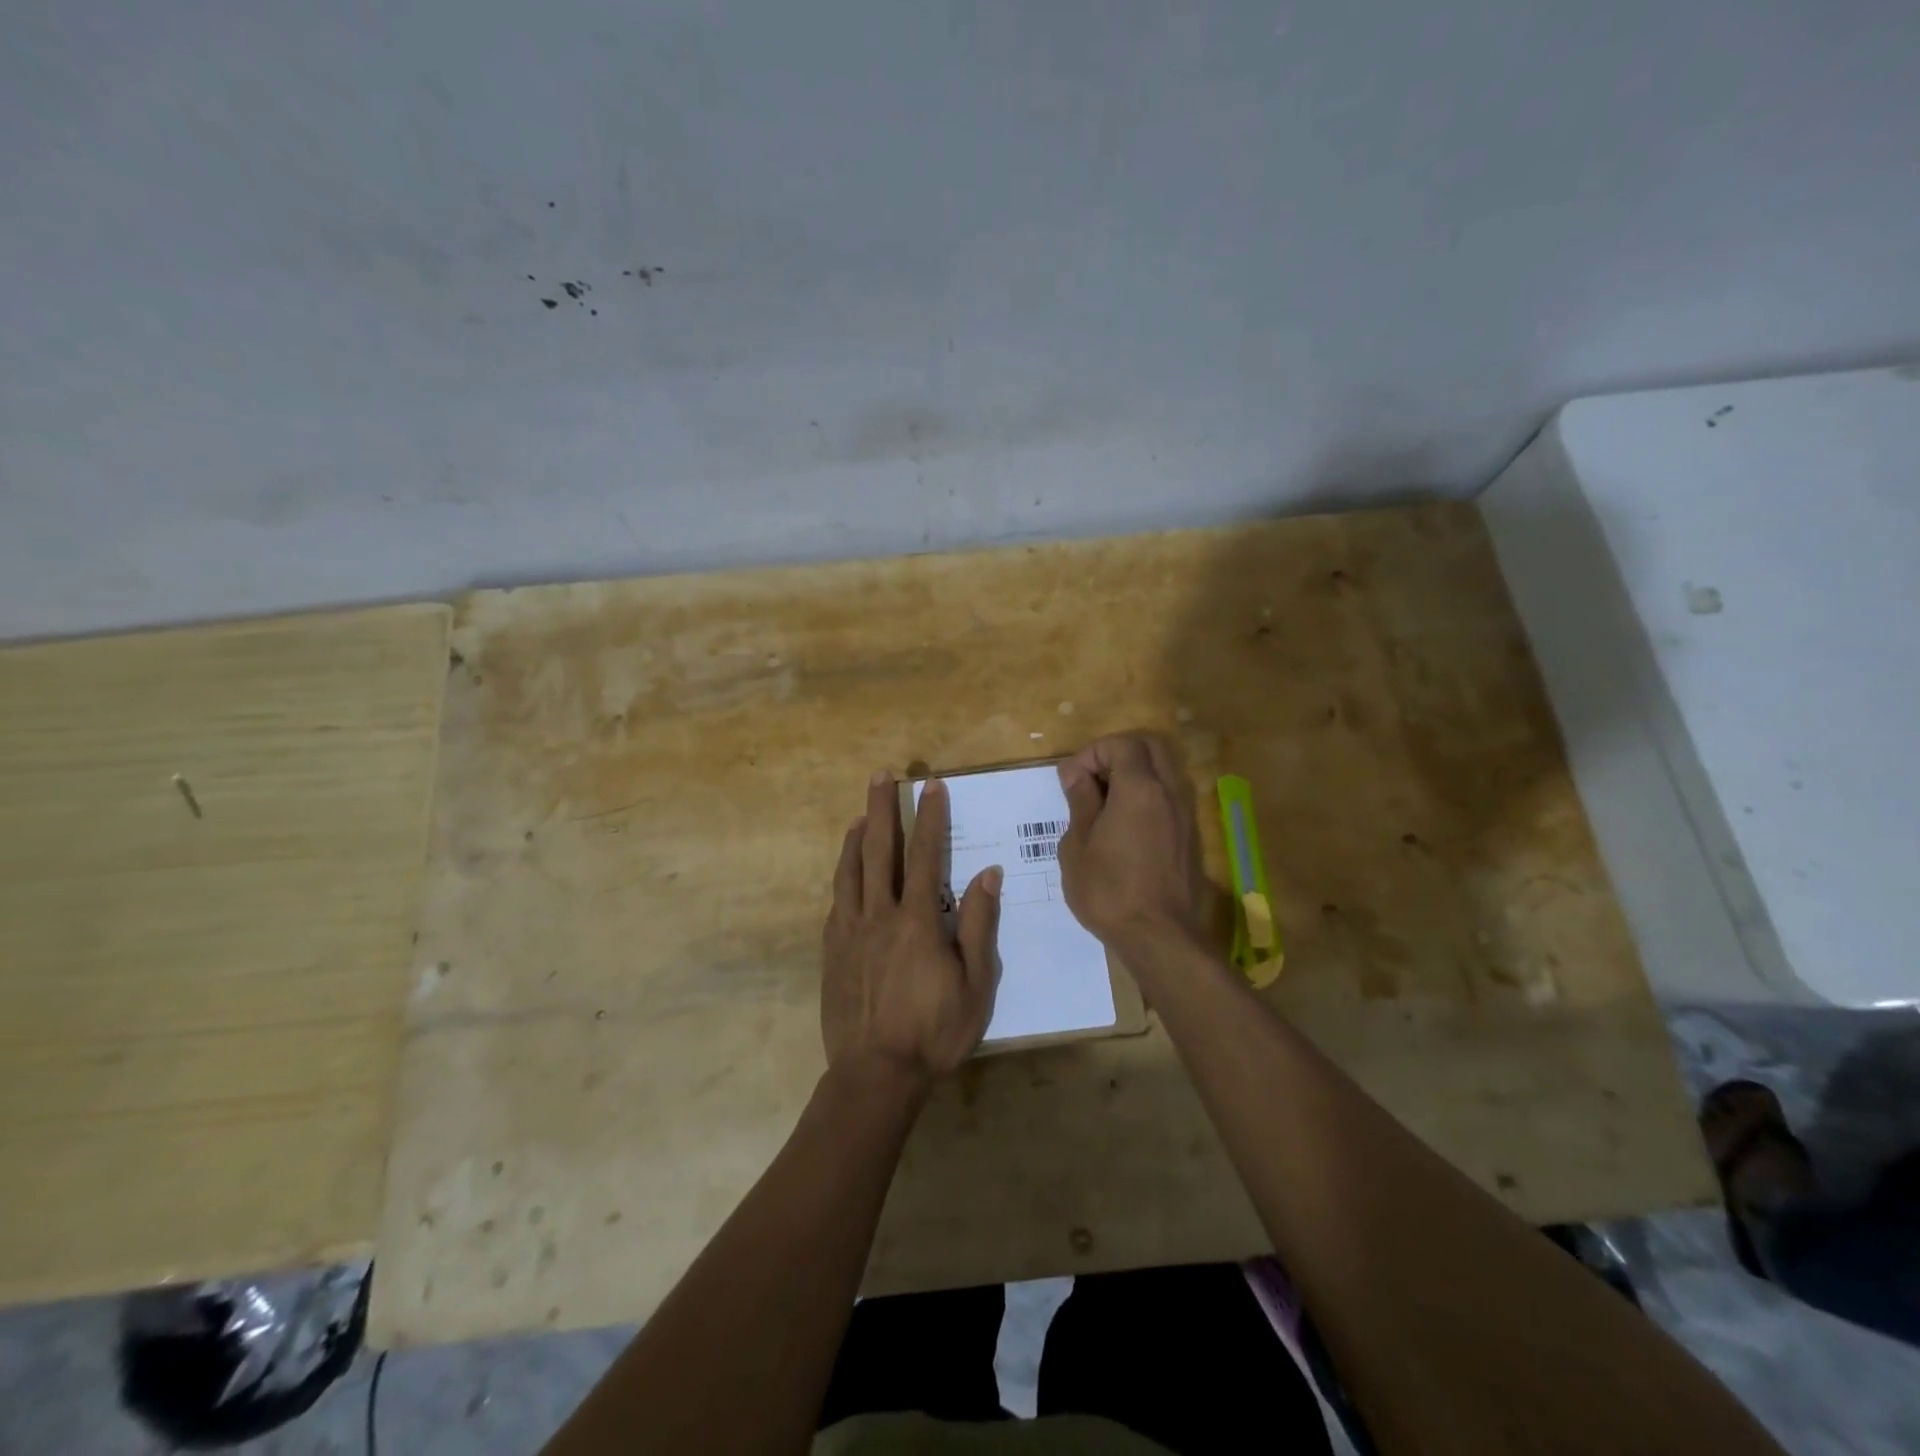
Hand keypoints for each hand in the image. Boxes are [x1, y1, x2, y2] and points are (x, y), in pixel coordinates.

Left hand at [821, 771, 1002, 1085]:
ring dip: (855, 837)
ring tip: (859, 813)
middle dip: (881, 809)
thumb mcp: (976, 984)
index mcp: (918, 921)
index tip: (932, 787)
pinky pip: (836, 900)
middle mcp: (879, 915)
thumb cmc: (934, 1031)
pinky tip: (846, 869)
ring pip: (850, 871)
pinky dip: (842, 874)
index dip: (930, 818)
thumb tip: (987, 874)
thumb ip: (979, 925)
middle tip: (881, 776)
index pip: (926, 856)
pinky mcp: (831, 950)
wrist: (875, 1073)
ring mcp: (850, 931)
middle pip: (878, 850)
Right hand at [1057, 733, 1208, 950]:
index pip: (1121, 744)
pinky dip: (1147, 797)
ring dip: (1134, 775)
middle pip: (1150, 747)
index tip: (1072, 780)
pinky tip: (1124, 827)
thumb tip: (1075, 773)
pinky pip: (1169, 798)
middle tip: (1091, 782)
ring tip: (1104, 805)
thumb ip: (1080, 801)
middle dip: (1117, 754)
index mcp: (1140, 788)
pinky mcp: (1190, 837)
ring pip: (1163, 771)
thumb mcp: (1077, 845)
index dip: (1092, 753)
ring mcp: (1185, 814)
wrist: (1160, 937)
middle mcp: (1169, 792)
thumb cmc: (1108, 890)